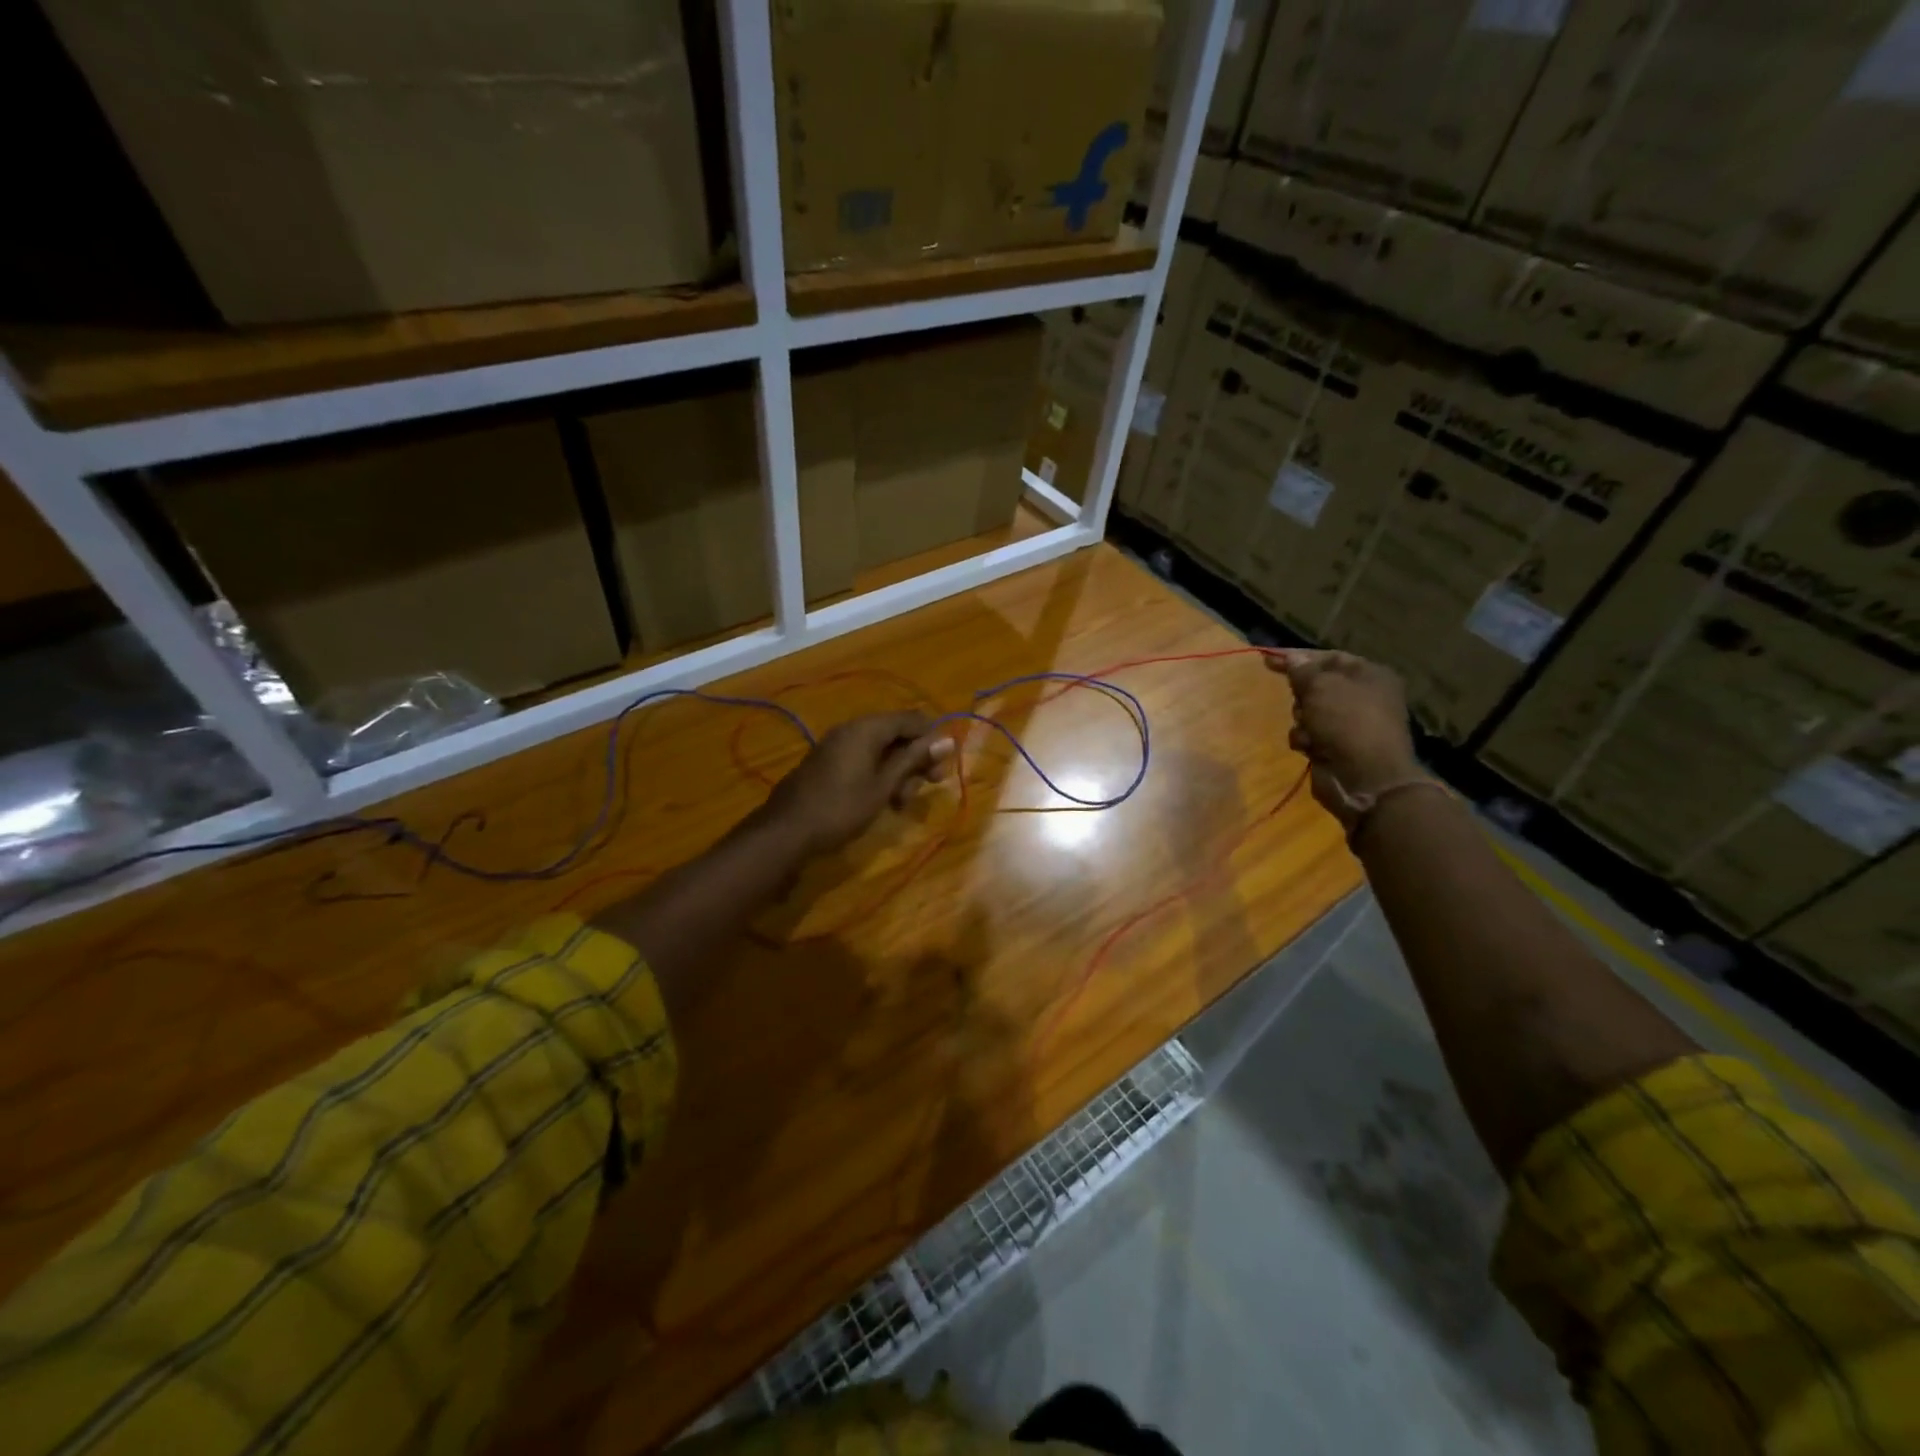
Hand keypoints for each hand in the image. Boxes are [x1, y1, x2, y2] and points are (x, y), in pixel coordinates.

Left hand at [761, 711, 951, 855]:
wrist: (786, 831)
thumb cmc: (841, 808)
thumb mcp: (884, 786)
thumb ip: (913, 760)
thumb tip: (947, 739)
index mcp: (866, 728)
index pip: (911, 719)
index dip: (931, 739)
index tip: (943, 766)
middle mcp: (851, 729)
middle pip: (896, 734)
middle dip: (915, 759)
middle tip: (928, 786)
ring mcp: (837, 746)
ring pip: (880, 750)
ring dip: (898, 772)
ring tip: (901, 802)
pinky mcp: (828, 763)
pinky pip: (862, 760)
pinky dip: (878, 776)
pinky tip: (883, 801)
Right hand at [1265, 650, 1420, 830]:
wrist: (1365, 777)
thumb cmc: (1347, 722)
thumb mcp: (1322, 687)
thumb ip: (1303, 670)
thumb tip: (1293, 658)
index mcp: (1369, 675)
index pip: (1328, 657)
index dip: (1298, 656)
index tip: (1267, 659)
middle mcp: (1362, 697)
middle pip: (1317, 685)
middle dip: (1302, 694)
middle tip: (1301, 702)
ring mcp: (1349, 723)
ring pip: (1309, 711)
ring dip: (1302, 719)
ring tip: (1308, 729)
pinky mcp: (1336, 746)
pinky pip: (1309, 734)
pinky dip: (1305, 739)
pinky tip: (1310, 747)